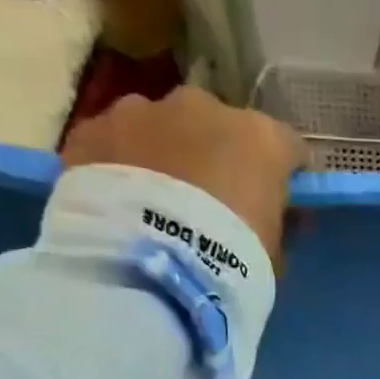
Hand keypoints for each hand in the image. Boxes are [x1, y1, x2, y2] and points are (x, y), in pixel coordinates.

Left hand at [62, 87, 306, 261]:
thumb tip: (279, 220)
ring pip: (162, 128)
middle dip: (217, 158)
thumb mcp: (272, 258)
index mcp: (260, 138)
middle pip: (220, 128)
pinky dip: (119, 167)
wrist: (149, 271)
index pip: (286, 148)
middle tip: (210, 206)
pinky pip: (114, 144)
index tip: (277, 203)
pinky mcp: (93, 129)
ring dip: (165, 156)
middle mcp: (204, 107)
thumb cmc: (231, 265)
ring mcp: (143, 110)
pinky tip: (118, 205)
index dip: (283, 176)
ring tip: (156, 205)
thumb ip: (277, 228)